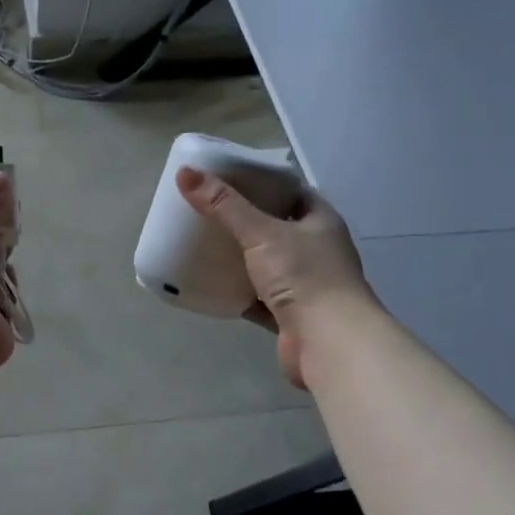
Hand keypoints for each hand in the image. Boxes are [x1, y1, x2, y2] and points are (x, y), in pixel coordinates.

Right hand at [177, 167, 375, 389]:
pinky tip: (213, 287)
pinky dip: (239, 294)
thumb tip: (185, 172)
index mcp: (320, 222)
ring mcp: (306, 286)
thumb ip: (223, 205)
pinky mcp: (291, 317)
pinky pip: (259, 299)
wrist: (329, 342)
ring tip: (205, 246)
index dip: (264, 184)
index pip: (292, 192)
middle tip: (209, 211)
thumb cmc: (304, 276)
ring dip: (241, 260)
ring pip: (267, 266)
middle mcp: (318, 251)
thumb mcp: (261, 233)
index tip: (229, 179)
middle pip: (277, 229)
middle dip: (246, 222)